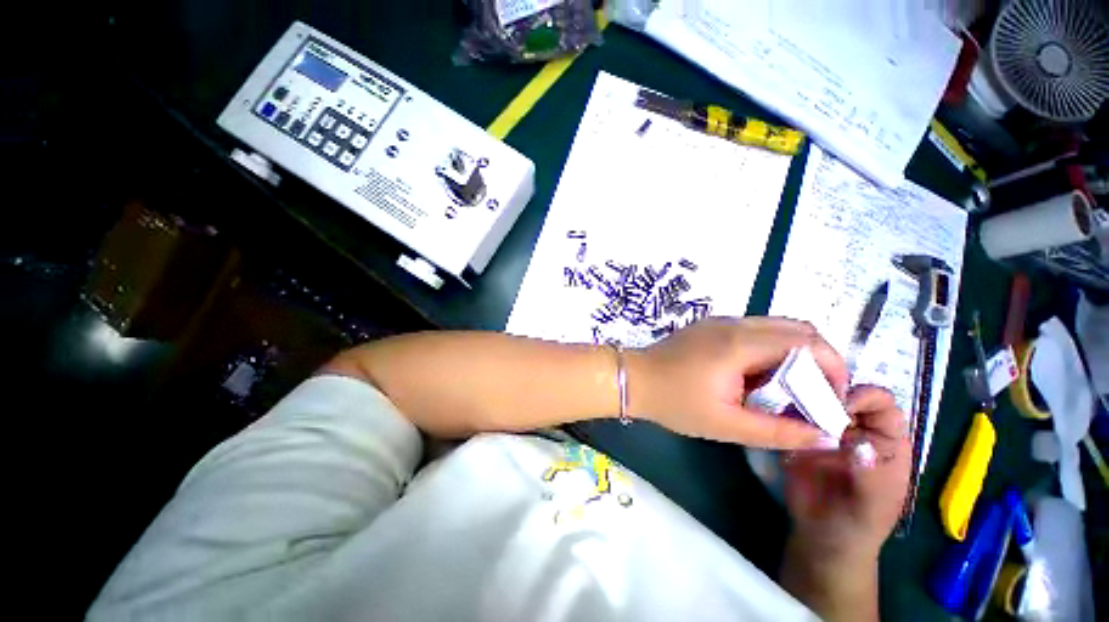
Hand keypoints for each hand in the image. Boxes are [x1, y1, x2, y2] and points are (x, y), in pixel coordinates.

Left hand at [627, 317, 848, 449]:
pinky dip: (771, 349)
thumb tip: (824, 436)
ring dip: (794, 354)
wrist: (634, 379)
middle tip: (814, 393)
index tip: (831, 398)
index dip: (832, 368)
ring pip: (777, 327)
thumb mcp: (726, 424)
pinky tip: (760, 376)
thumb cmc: (675, 402)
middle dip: (818, 360)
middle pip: (798, 329)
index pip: (808, 342)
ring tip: (789, 388)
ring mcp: (721, 321)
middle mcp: (735, 323)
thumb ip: (779, 432)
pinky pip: (754, 330)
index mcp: (740, 343)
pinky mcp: (711, 325)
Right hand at [783, 387, 910, 562]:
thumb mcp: (874, 505)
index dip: (864, 396)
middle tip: (803, 393)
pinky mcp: (796, 433)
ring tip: (781, 397)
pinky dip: (779, 407)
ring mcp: (822, 428)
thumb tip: (858, 442)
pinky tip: (768, 409)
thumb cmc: (859, 524)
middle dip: (825, 387)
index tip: (840, 404)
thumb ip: (870, 474)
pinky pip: (788, 413)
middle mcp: (854, 426)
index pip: (881, 402)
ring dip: (798, 393)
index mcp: (884, 439)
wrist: (821, 537)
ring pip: (813, 398)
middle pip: (843, 392)